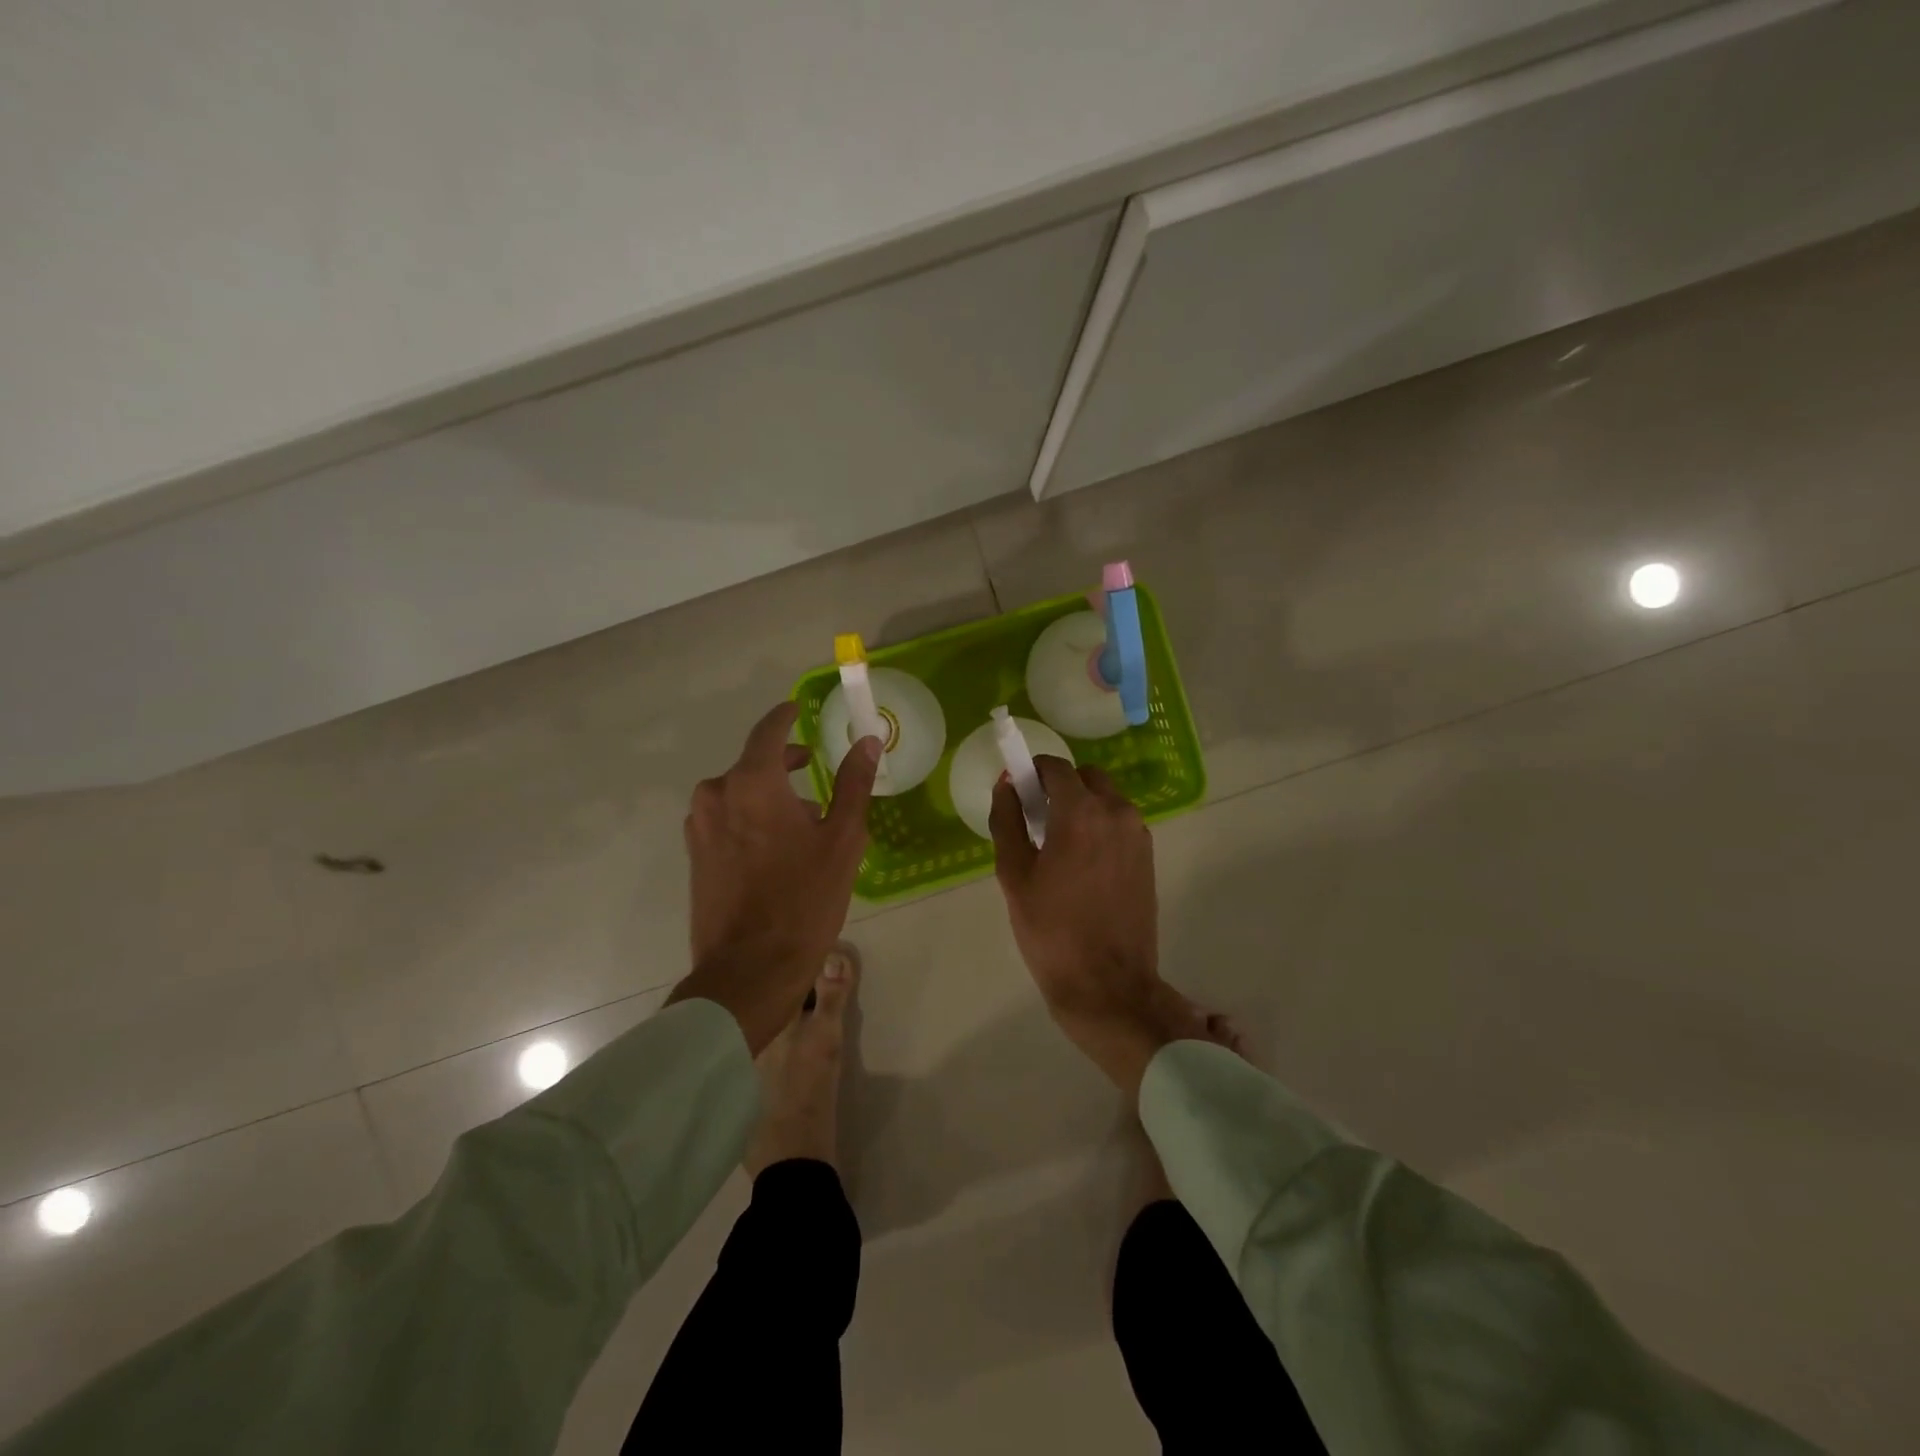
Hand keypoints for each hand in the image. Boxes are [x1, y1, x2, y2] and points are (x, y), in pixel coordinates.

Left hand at [669, 701, 880, 1052]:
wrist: (749, 969)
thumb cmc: (804, 899)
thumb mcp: (843, 839)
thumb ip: (854, 783)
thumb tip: (868, 741)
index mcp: (751, 782)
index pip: (769, 731)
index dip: (786, 717)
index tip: (799, 710)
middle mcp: (717, 794)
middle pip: (754, 764)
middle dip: (785, 764)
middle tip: (817, 770)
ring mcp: (700, 826)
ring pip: (739, 793)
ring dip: (769, 795)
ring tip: (804, 823)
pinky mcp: (694, 854)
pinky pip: (727, 819)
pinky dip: (751, 818)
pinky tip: (776, 849)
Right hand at [990, 758, 1191, 1094]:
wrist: (1107, 984)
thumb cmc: (1050, 930)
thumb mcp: (1014, 874)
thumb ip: (1008, 819)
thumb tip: (1007, 783)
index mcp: (1081, 812)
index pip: (1056, 767)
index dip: (1033, 771)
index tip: (1018, 791)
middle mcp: (1117, 813)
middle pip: (1085, 777)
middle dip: (1060, 787)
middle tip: (1037, 820)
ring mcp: (1138, 834)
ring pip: (1106, 799)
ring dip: (1082, 806)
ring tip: (1058, 846)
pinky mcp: (1148, 856)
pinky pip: (1119, 822)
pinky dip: (1099, 826)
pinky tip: (1081, 863)